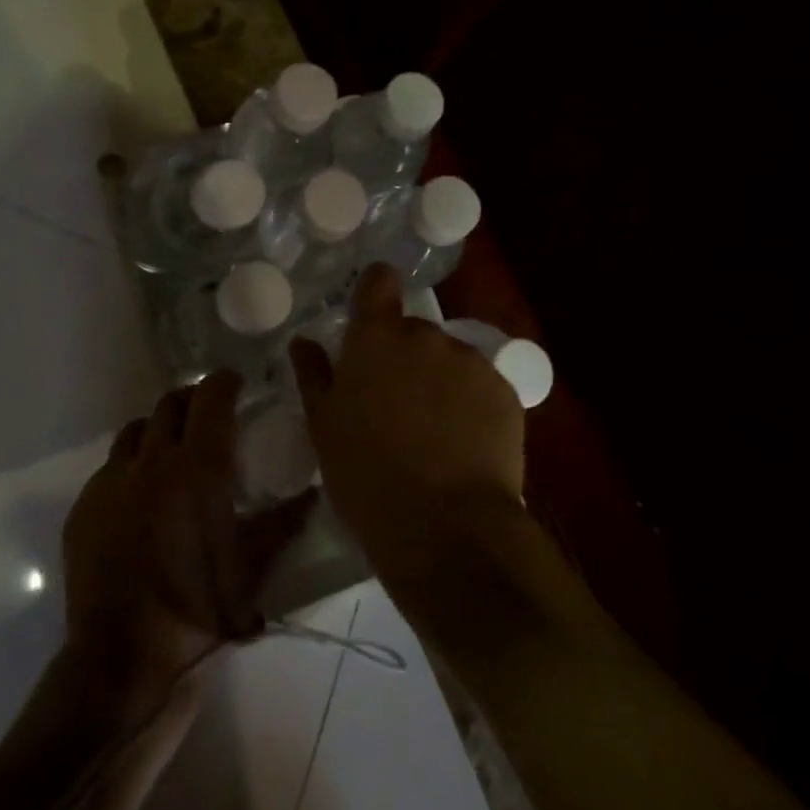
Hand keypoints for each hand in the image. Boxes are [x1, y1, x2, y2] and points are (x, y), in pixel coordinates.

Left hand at [62, 372, 317, 714]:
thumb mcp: (251, 571)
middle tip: (210, 414)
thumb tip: (312, 495)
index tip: (237, 382)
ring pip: (137, 430)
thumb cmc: (198, 612)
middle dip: (193, 399)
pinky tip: (140, 495)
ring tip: (173, 449)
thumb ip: (283, 525)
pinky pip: (111, 466)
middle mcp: (152, 461)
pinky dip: (132, 464)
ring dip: (159, 428)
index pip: (211, 398)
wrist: (123, 660)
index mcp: (198, 469)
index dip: (225, 382)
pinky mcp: (84, 506)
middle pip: (171, 403)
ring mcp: (111, 481)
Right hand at [290, 264, 525, 586]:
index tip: (371, 320)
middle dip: (403, 357)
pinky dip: (471, 405)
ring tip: (433, 434)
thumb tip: (303, 342)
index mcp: (377, 338)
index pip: (379, 280)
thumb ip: (314, 374)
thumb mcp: (324, 427)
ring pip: (449, 359)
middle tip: (394, 406)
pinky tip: (463, 446)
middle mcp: (427, 336)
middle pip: (413, 330)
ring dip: (438, 381)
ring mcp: (471, 362)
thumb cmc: (367, 475)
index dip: (375, 292)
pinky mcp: (505, 392)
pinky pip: (480, 386)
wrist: (446, 529)